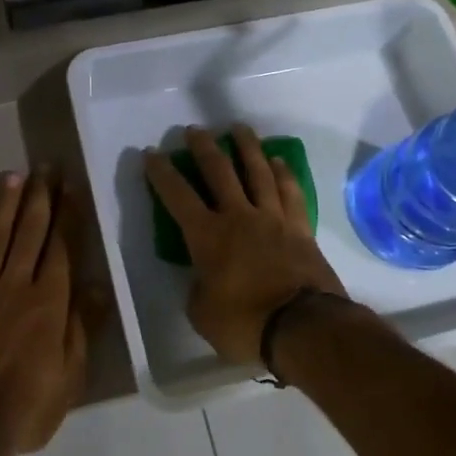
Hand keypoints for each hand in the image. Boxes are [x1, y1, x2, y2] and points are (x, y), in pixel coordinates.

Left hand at [0, 169, 103, 455]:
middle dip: (40, 197)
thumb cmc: (26, 408)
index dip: (67, 214)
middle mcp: (16, 285)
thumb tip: (98, 283)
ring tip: (13, 175)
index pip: (62, 247)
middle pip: (30, 233)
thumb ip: (83, 325)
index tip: (70, 186)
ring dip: (5, 204)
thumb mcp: (70, 375)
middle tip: (46, 166)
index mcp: (49, 302)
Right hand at [145, 125, 346, 364]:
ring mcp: (272, 218)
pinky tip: (278, 160)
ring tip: (239, 128)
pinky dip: (283, 173)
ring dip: (247, 146)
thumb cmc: (244, 324)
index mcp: (207, 236)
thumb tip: (205, 278)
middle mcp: (238, 216)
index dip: (161, 172)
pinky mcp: (300, 228)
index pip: (177, 195)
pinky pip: (290, 191)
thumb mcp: (203, 314)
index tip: (152, 152)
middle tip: (195, 130)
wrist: (304, 328)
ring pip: (258, 171)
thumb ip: (199, 288)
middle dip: (204, 147)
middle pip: (219, 170)